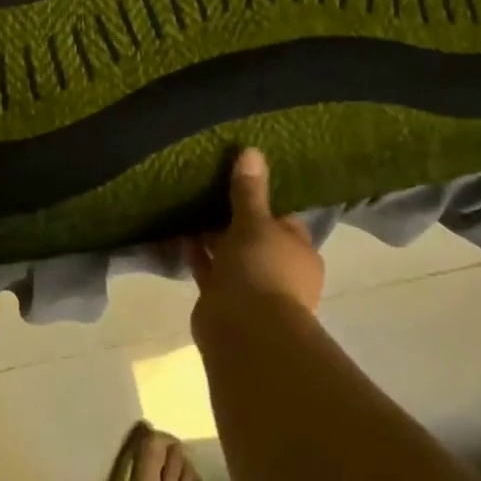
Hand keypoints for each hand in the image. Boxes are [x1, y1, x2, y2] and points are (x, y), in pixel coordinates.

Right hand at [187, 147, 323, 318]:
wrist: (244, 329)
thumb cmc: (260, 269)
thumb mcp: (254, 221)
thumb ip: (249, 189)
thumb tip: (252, 150)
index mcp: (299, 251)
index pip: (283, 219)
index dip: (263, 202)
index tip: (239, 182)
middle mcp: (280, 270)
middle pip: (256, 237)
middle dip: (234, 220)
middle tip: (209, 192)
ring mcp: (253, 288)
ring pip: (232, 255)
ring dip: (214, 238)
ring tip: (190, 209)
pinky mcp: (225, 301)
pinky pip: (211, 271)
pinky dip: (199, 256)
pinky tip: (181, 236)